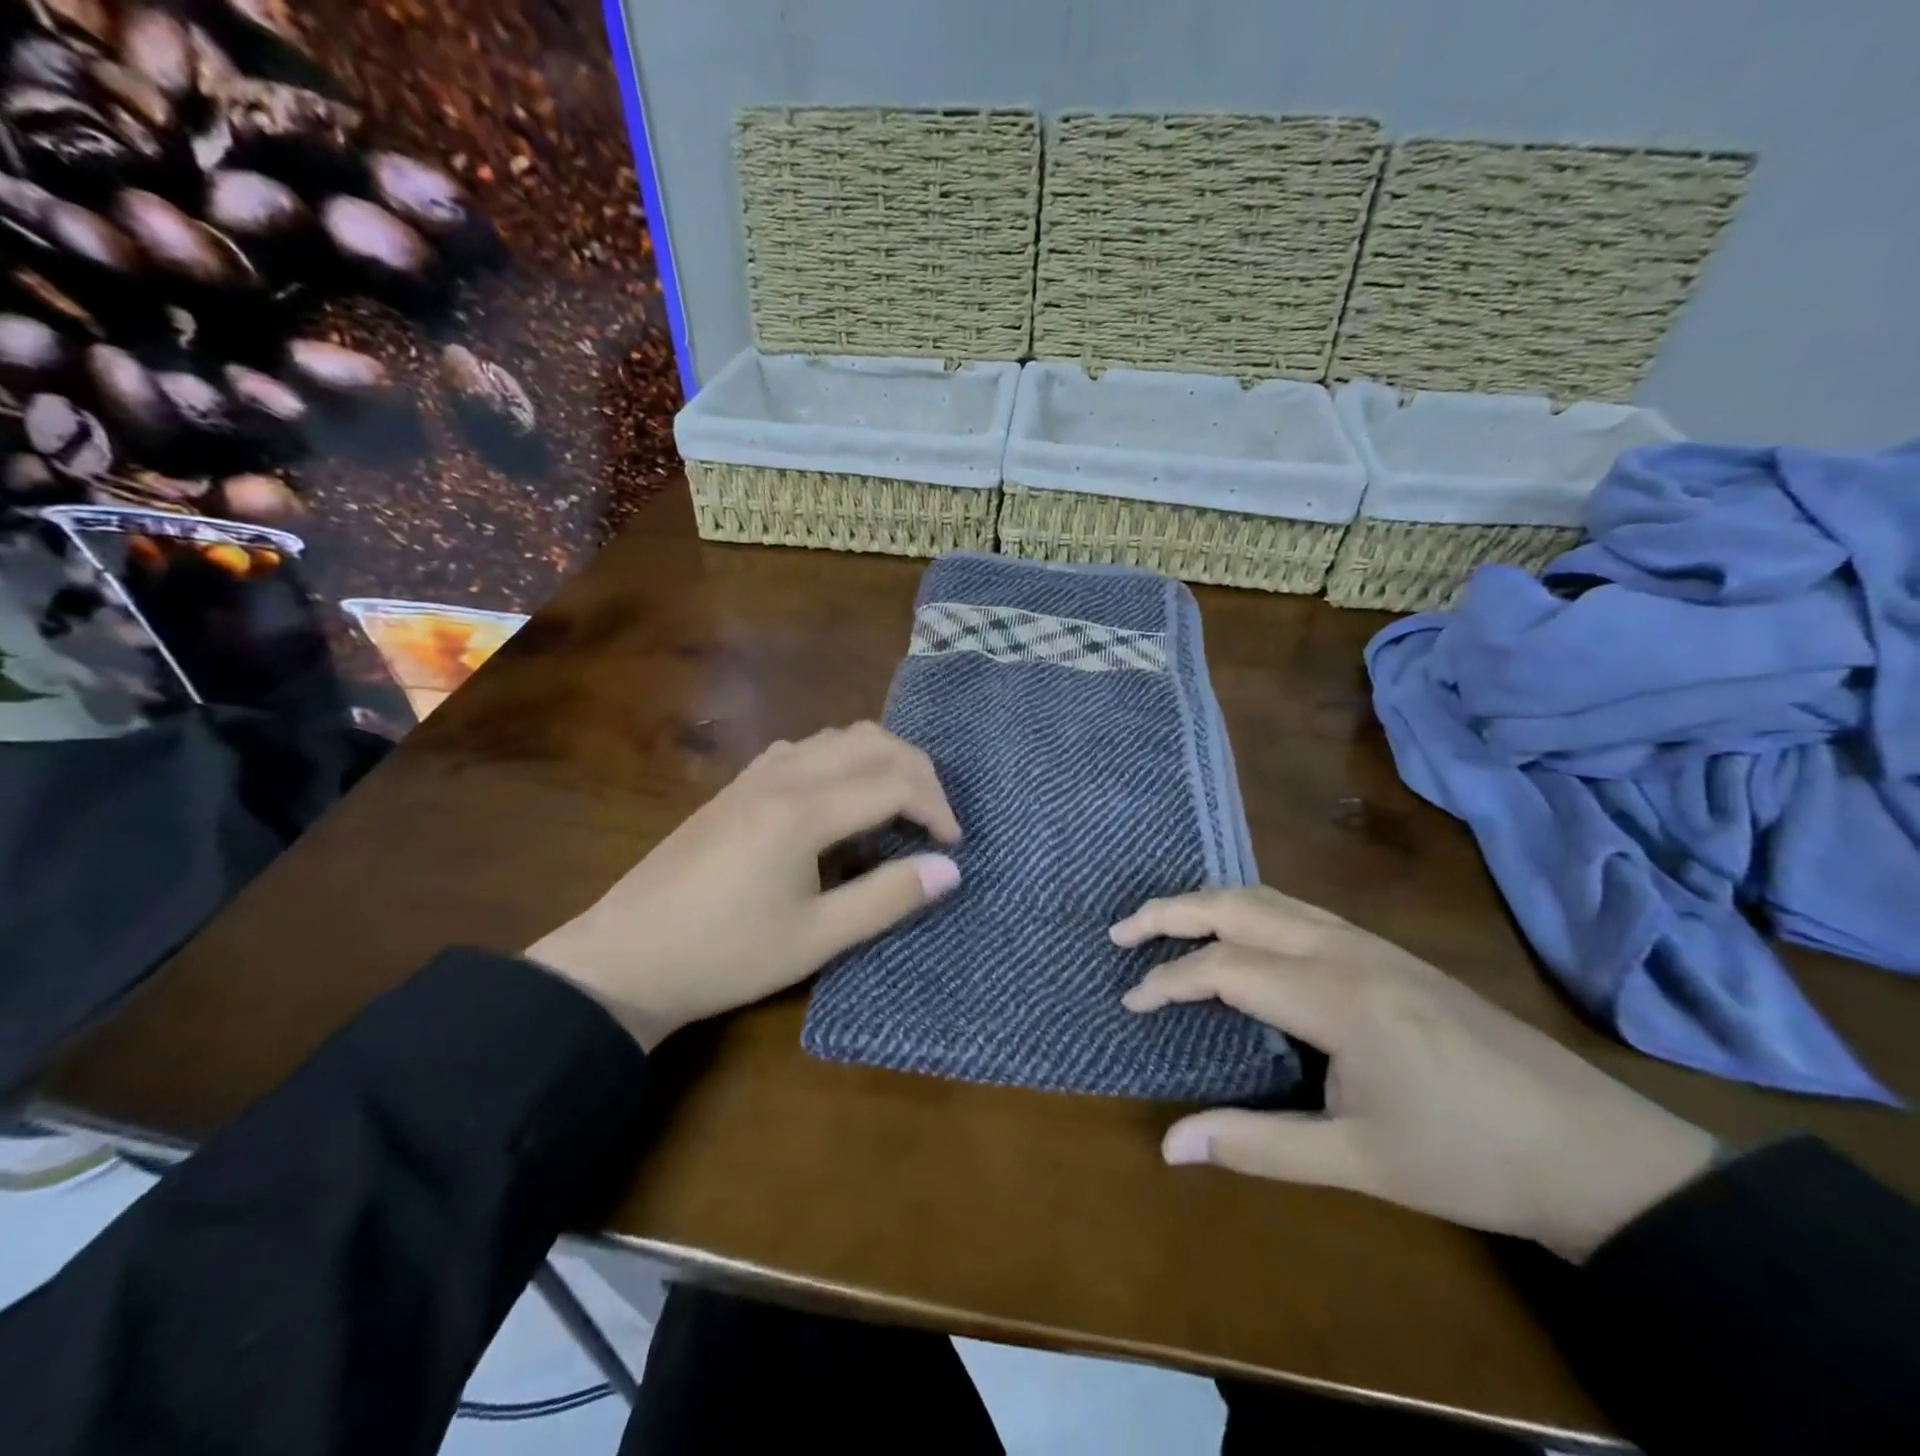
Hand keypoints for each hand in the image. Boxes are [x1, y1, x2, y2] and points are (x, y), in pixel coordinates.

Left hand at [527, 723, 961, 1049]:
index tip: (954, 845)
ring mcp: (755, 775)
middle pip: (871, 742)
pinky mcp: (737, 786)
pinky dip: (842, 759)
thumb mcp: (816, 939)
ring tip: (898, 805)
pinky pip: (805, 748)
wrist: (625, 958)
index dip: (936, 807)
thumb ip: (888, 898)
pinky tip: (840, 798)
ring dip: (880, 759)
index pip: (893, 782)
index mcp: (803, 811)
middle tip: (935, 819)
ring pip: (837, 737)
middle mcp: (783, 776)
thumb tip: (950, 869)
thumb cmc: (726, 956)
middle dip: (917, 771)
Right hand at [1113, 886, 1717, 1261]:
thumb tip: (1169, 1146)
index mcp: (1336, 998)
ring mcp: (1371, 943)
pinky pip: (1299, 908)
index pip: (1225, 968)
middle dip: (1172, 911)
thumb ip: (1255, 1145)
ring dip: (1210, 902)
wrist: (1596, 1150)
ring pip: (1271, 897)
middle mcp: (1347, 950)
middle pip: (1239, 906)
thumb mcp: (1357, 1163)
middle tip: (1122, 931)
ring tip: (1166, 923)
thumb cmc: (1470, 1160)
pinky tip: (1240, 933)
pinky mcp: (1387, 951)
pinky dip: (1249, 908)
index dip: (1168, 981)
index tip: (1131, 1002)